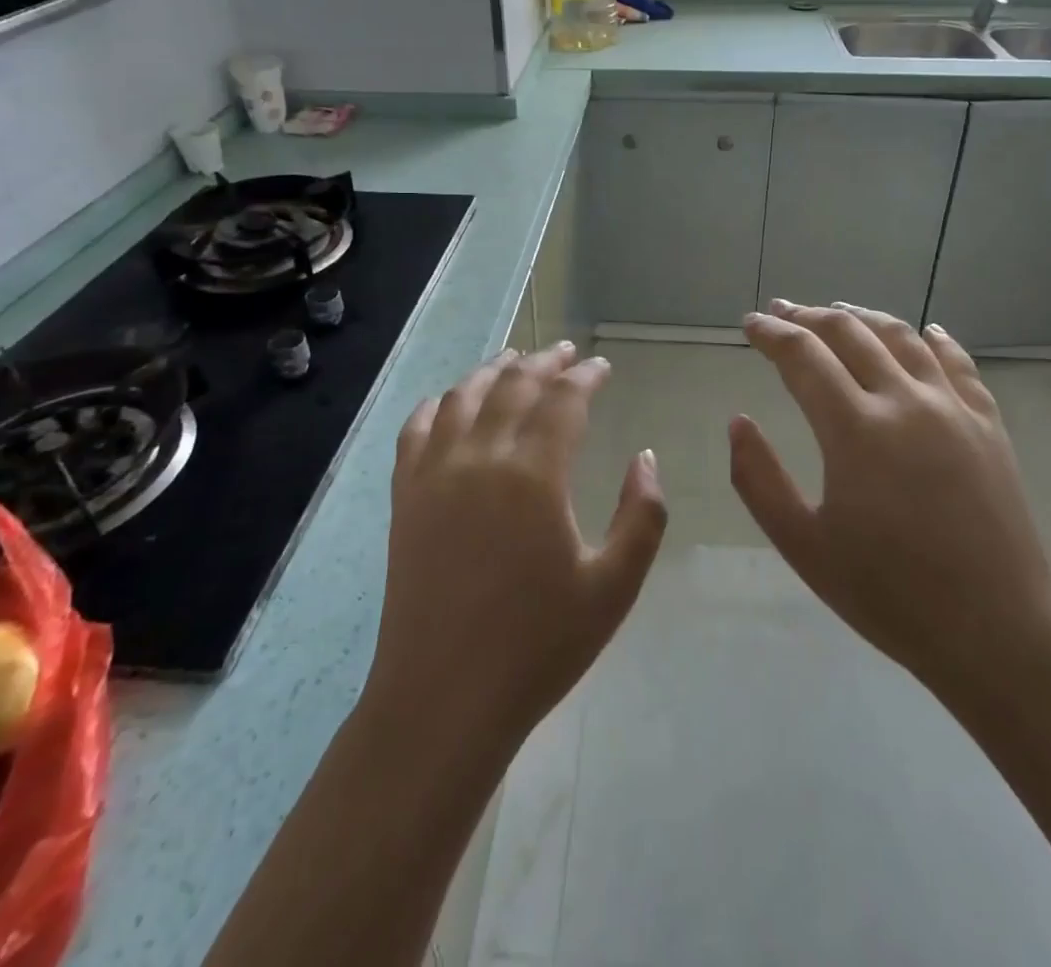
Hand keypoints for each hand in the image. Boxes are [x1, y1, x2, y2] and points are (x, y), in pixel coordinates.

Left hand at [364, 343, 666, 749]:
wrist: (444, 699)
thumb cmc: (538, 645)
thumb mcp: (614, 587)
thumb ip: (642, 516)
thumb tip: (645, 458)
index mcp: (533, 475)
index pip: (563, 400)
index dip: (586, 376)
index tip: (602, 366)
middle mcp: (480, 458)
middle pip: (514, 386)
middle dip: (545, 362)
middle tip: (567, 352)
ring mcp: (434, 474)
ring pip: (463, 396)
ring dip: (494, 371)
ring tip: (515, 359)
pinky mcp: (405, 497)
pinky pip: (416, 429)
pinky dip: (438, 403)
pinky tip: (450, 400)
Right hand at [730, 300, 1050, 711]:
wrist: (999, 634)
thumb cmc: (890, 595)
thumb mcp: (803, 546)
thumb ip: (758, 479)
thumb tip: (738, 422)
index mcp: (855, 429)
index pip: (802, 355)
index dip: (771, 333)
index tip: (749, 324)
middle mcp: (905, 401)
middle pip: (849, 332)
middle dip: (808, 316)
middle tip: (781, 311)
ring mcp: (953, 409)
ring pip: (902, 336)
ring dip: (863, 316)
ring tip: (837, 312)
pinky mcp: (988, 424)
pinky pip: (957, 363)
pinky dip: (933, 339)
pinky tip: (924, 331)